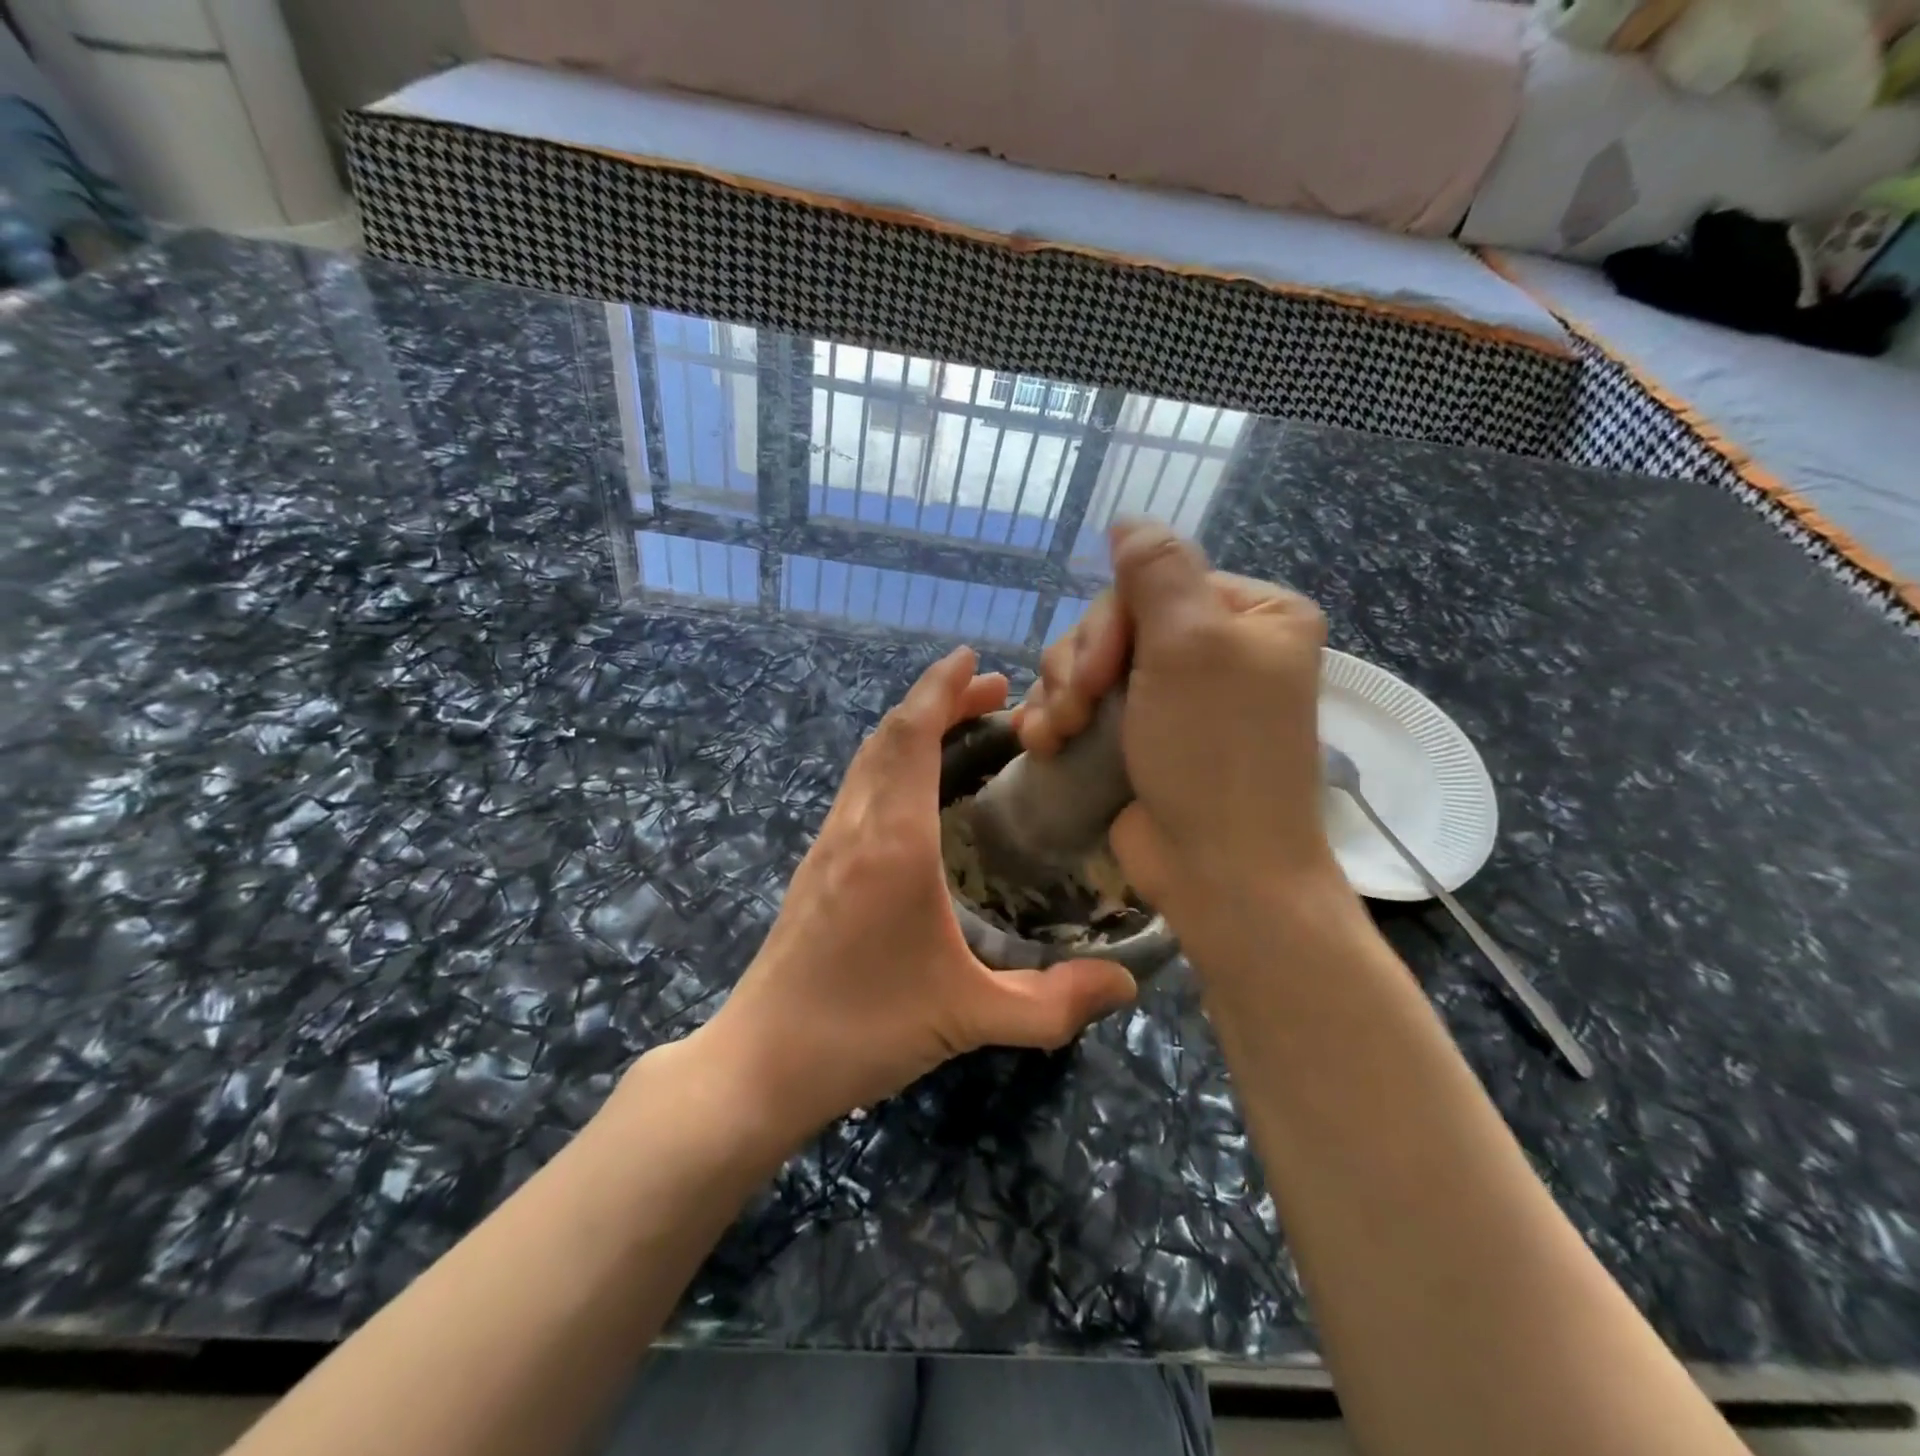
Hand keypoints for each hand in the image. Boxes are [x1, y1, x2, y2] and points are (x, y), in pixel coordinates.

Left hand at [691, 647, 1137, 1148]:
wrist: (762, 1062)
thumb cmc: (865, 1029)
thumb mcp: (970, 1017)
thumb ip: (1053, 1003)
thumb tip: (1126, 984)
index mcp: (894, 842)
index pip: (912, 736)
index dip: (942, 688)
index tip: (975, 659)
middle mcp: (856, 826)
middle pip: (890, 735)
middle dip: (938, 700)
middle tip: (992, 694)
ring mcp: (828, 843)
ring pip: (868, 758)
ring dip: (911, 728)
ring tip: (962, 728)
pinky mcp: (816, 865)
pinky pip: (858, 787)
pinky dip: (892, 760)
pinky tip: (919, 790)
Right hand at [1013, 522, 1338, 948]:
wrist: (1218, 871)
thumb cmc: (1214, 754)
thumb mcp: (1191, 645)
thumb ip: (1157, 570)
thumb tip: (1128, 518)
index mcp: (1251, 615)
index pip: (1155, 582)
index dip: (1111, 622)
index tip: (1098, 674)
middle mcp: (1216, 649)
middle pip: (1115, 623)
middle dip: (1081, 666)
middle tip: (1075, 709)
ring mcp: (1173, 696)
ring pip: (1088, 663)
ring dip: (1060, 694)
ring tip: (1056, 735)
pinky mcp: (1138, 735)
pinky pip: (1082, 703)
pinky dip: (1055, 718)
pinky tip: (1041, 742)